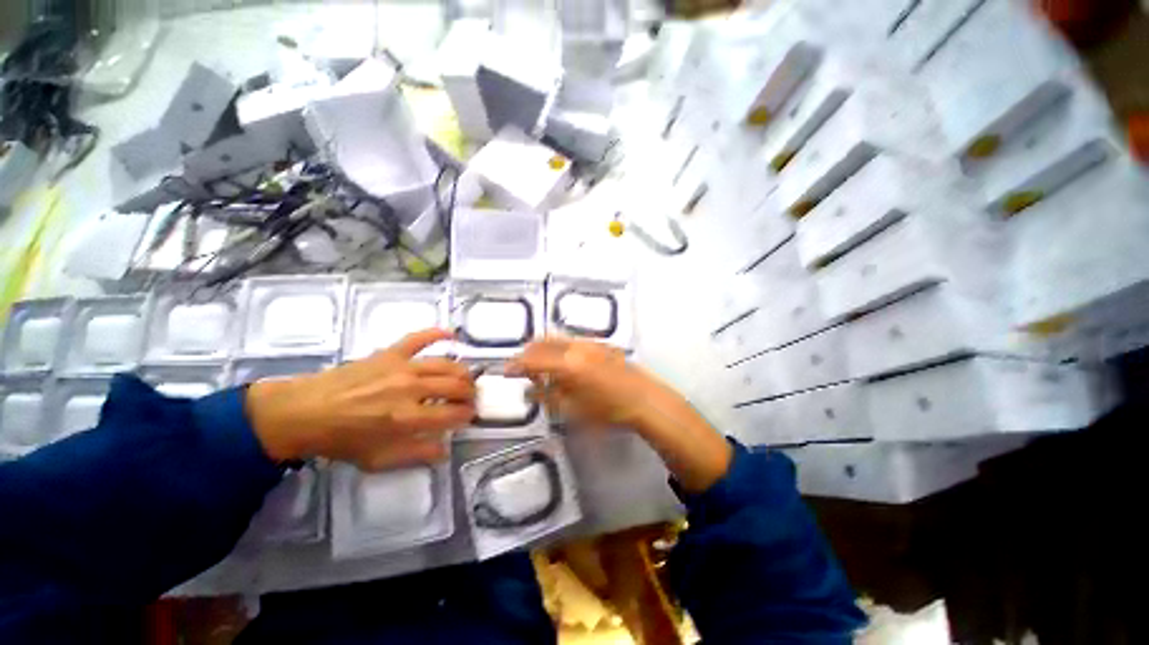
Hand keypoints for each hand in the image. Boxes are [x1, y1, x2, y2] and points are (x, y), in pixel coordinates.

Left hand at [246, 329, 475, 470]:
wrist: (304, 413)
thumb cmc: (342, 440)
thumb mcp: (378, 459)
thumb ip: (416, 455)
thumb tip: (445, 450)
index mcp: (408, 418)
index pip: (455, 414)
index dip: (467, 415)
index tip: (468, 417)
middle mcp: (411, 388)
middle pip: (457, 386)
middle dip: (470, 394)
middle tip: (469, 399)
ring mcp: (402, 367)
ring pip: (447, 364)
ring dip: (462, 372)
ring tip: (464, 379)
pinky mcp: (390, 353)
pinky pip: (419, 338)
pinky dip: (436, 334)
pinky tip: (451, 334)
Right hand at [507, 339, 731, 492]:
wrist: (644, 399)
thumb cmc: (608, 410)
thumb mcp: (573, 409)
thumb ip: (547, 397)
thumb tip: (529, 392)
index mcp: (567, 363)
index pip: (532, 359)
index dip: (516, 365)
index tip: (506, 372)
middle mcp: (575, 346)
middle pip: (542, 343)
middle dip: (528, 354)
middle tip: (522, 370)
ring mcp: (588, 342)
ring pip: (556, 340)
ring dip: (543, 350)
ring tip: (541, 369)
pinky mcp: (598, 343)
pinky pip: (570, 342)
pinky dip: (558, 349)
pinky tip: (562, 365)